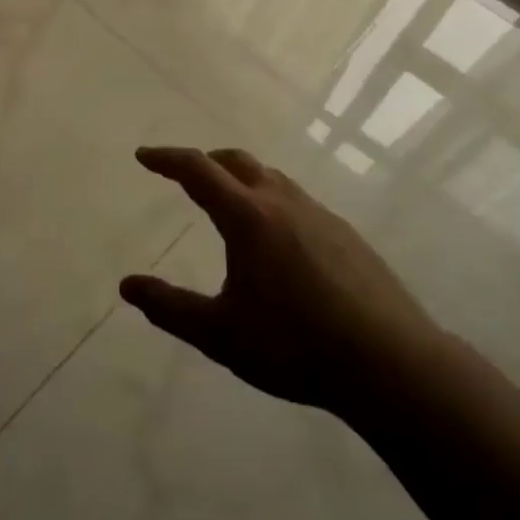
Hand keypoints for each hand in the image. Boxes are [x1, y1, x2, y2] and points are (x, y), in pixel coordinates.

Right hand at [120, 147, 438, 416]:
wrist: (391, 363)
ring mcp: (319, 214)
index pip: (198, 170)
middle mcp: (282, 202)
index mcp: (248, 217)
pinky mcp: (346, 234)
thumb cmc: (295, 345)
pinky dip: (272, 200)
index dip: (167, 159)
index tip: (144, 156)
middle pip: (237, 162)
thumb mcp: (221, 334)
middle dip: (206, 161)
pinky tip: (279, 241)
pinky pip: (297, 201)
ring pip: (271, 178)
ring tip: (230, 204)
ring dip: (242, 179)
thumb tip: (128, 286)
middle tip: (185, 175)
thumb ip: (170, 308)